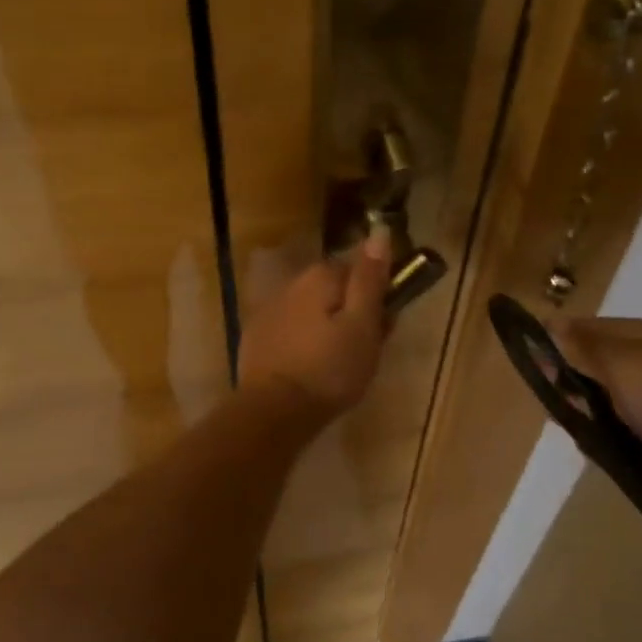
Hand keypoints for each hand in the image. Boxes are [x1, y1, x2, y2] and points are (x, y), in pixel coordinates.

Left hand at [237, 228, 391, 416]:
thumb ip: (370, 279)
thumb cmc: (329, 369)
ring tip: (338, 364)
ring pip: (312, 310)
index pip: (358, 270)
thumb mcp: (362, 325)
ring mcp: (269, 308)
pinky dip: (304, 342)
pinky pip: (292, 329)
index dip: (376, 297)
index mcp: (320, 276)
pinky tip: (309, 368)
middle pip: (334, 290)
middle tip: (365, 350)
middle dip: (351, 312)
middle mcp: (291, 282)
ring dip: (327, 327)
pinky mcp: (256, 336)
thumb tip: (379, 231)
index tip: (384, 326)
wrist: (274, 410)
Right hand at [549, 317, 641, 484]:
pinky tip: (611, 460)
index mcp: (640, 337)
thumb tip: (550, 322)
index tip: (535, 371)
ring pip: (610, 408)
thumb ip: (582, 347)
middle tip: (563, 411)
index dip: (557, 345)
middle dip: (574, 390)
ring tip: (589, 443)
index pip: (585, 329)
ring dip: (594, 423)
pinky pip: (631, 438)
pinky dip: (617, 448)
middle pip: (595, 370)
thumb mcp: (620, 365)